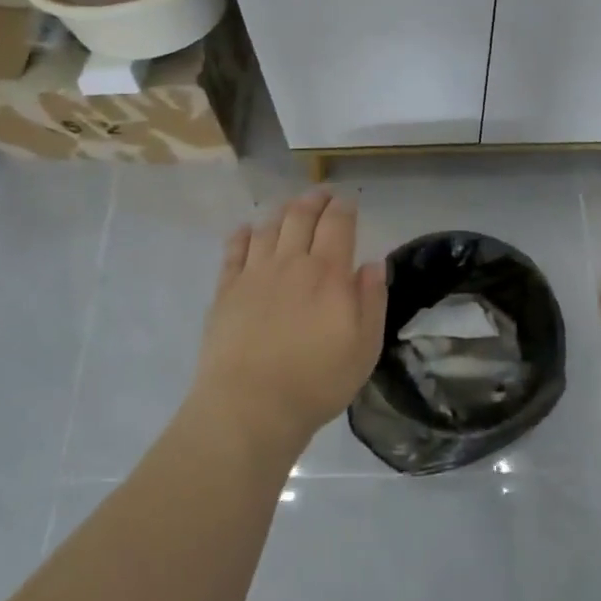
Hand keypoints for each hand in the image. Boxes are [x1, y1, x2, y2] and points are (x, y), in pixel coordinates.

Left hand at [193, 191, 387, 457]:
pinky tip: (247, 231)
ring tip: (291, 207)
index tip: (349, 202)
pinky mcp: (226, 289)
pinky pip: (234, 249)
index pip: (338, 223)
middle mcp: (291, 262)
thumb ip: (372, 300)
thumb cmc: (317, 381)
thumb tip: (373, 263)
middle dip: (315, 199)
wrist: (250, 406)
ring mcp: (254, 273)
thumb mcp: (364, 347)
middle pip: (301, 215)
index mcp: (328, 273)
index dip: (344, 207)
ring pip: (269, 226)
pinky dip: (243, 234)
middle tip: (323, 194)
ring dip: (283, 211)